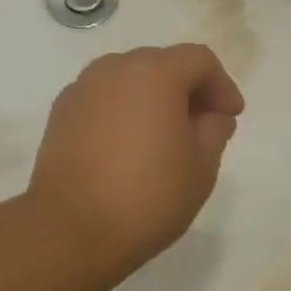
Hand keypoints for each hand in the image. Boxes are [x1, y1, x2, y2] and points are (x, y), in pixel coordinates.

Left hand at [27, 44, 244, 272]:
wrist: (69, 230)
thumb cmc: (146, 196)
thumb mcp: (201, 167)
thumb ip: (214, 130)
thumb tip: (210, 115)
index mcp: (154, 73)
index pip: (199, 60)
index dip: (221, 85)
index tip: (231, 117)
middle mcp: (114, 69)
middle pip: (162, 64)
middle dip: (187, 89)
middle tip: (202, 126)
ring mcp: (82, 89)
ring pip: (129, 80)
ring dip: (153, 99)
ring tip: (164, 137)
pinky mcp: (60, 114)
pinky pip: (103, 99)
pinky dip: (122, 112)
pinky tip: (128, 147)